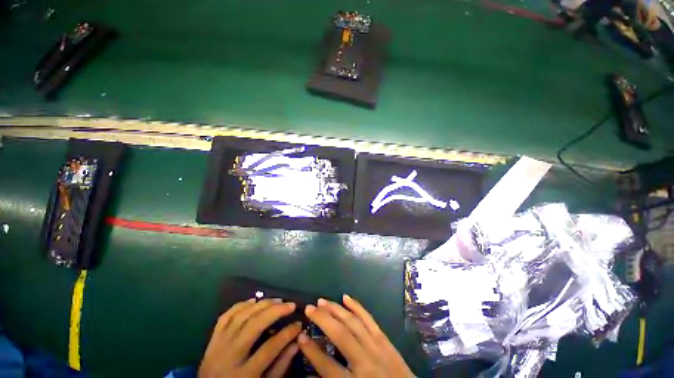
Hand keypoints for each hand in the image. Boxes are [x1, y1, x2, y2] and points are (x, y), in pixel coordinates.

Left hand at [199, 298, 301, 377]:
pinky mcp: (211, 340)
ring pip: (240, 317)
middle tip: (290, 304)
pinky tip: (253, 300)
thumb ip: (280, 367)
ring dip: (261, 305)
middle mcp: (229, 357)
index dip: (287, 334)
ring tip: (277, 300)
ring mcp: (218, 347)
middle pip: (254, 326)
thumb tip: (296, 342)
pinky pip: (225, 317)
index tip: (299, 324)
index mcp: (243, 375)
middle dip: (275, 312)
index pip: (269, 349)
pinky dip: (240, 305)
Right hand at [298, 294, 413, 377]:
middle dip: (322, 319)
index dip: (311, 351)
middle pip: (340, 335)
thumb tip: (316, 368)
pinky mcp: (385, 339)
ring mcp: (377, 347)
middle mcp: (365, 361)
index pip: (327, 365)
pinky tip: (346, 297)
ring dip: (336, 309)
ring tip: (322, 301)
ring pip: (353, 322)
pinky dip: (357, 307)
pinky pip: (369, 319)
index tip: (300, 337)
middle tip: (309, 308)